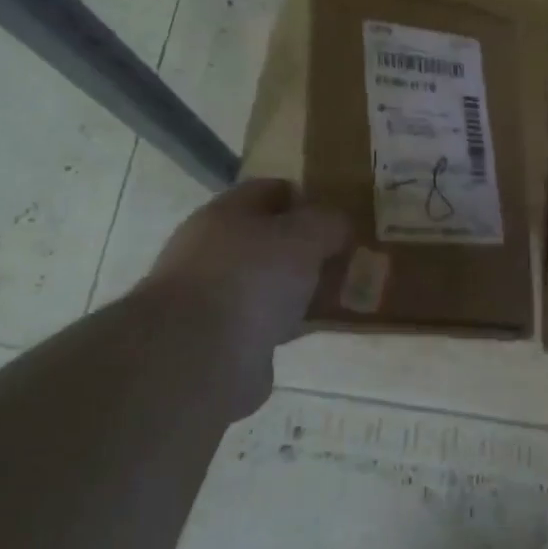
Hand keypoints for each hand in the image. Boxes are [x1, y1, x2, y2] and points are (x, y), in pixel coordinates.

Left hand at [139, 178, 348, 420]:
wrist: (198, 357)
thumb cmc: (252, 278)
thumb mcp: (304, 236)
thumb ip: (328, 222)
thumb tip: (338, 225)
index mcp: (226, 212)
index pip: (273, 191)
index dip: (309, 199)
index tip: (341, 217)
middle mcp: (214, 249)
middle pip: (271, 238)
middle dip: (310, 247)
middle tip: (349, 258)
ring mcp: (216, 295)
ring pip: (271, 281)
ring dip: (302, 287)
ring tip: (343, 295)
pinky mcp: (223, 337)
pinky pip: (268, 319)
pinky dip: (293, 321)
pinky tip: (319, 327)